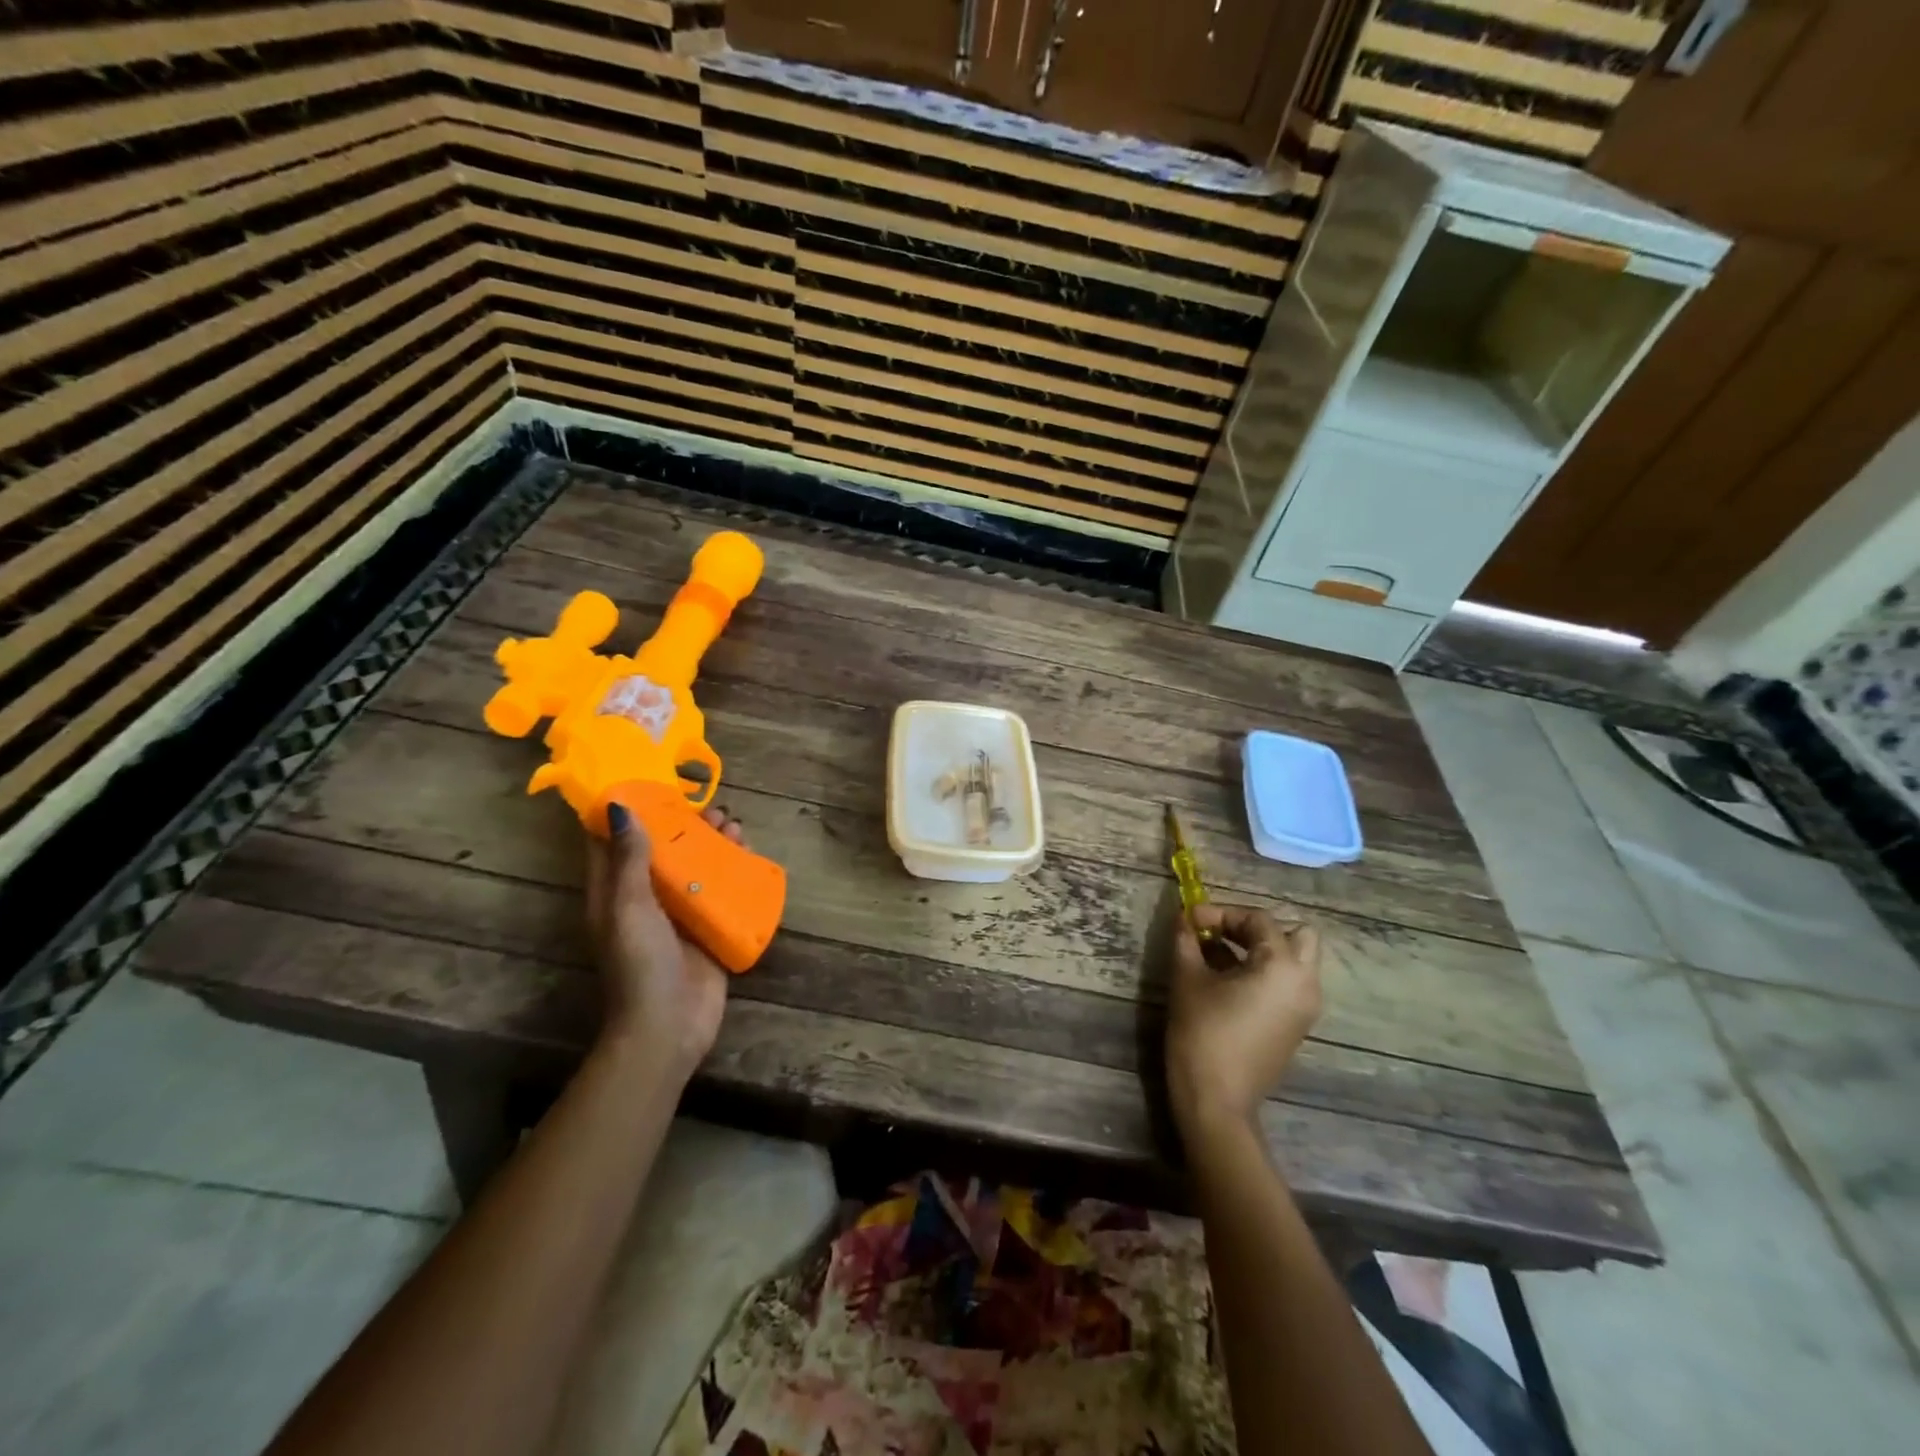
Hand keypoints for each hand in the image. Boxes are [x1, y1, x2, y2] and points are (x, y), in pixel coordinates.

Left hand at [584, 802, 738, 1077]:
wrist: (669, 1026)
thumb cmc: (641, 963)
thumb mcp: (629, 906)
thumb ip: (629, 859)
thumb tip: (620, 807)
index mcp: (615, 893)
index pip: (614, 844)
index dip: (629, 812)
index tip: (652, 782)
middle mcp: (645, 900)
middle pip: (664, 851)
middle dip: (685, 825)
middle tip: (712, 806)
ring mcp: (679, 916)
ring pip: (696, 868)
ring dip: (714, 844)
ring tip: (735, 825)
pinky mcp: (708, 930)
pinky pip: (721, 891)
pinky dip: (734, 871)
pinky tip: (750, 855)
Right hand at [1166, 903, 1322, 1134]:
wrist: (1216, 1101)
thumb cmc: (1202, 1033)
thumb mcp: (1187, 979)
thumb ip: (1187, 940)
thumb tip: (1184, 918)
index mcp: (1282, 966)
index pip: (1258, 920)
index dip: (1221, 913)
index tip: (1190, 920)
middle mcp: (1306, 983)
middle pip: (1296, 935)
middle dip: (1256, 929)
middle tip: (1220, 935)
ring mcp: (1306, 1008)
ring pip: (1296, 961)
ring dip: (1262, 950)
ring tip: (1220, 957)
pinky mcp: (1298, 1027)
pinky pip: (1290, 984)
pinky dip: (1266, 973)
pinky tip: (1229, 983)